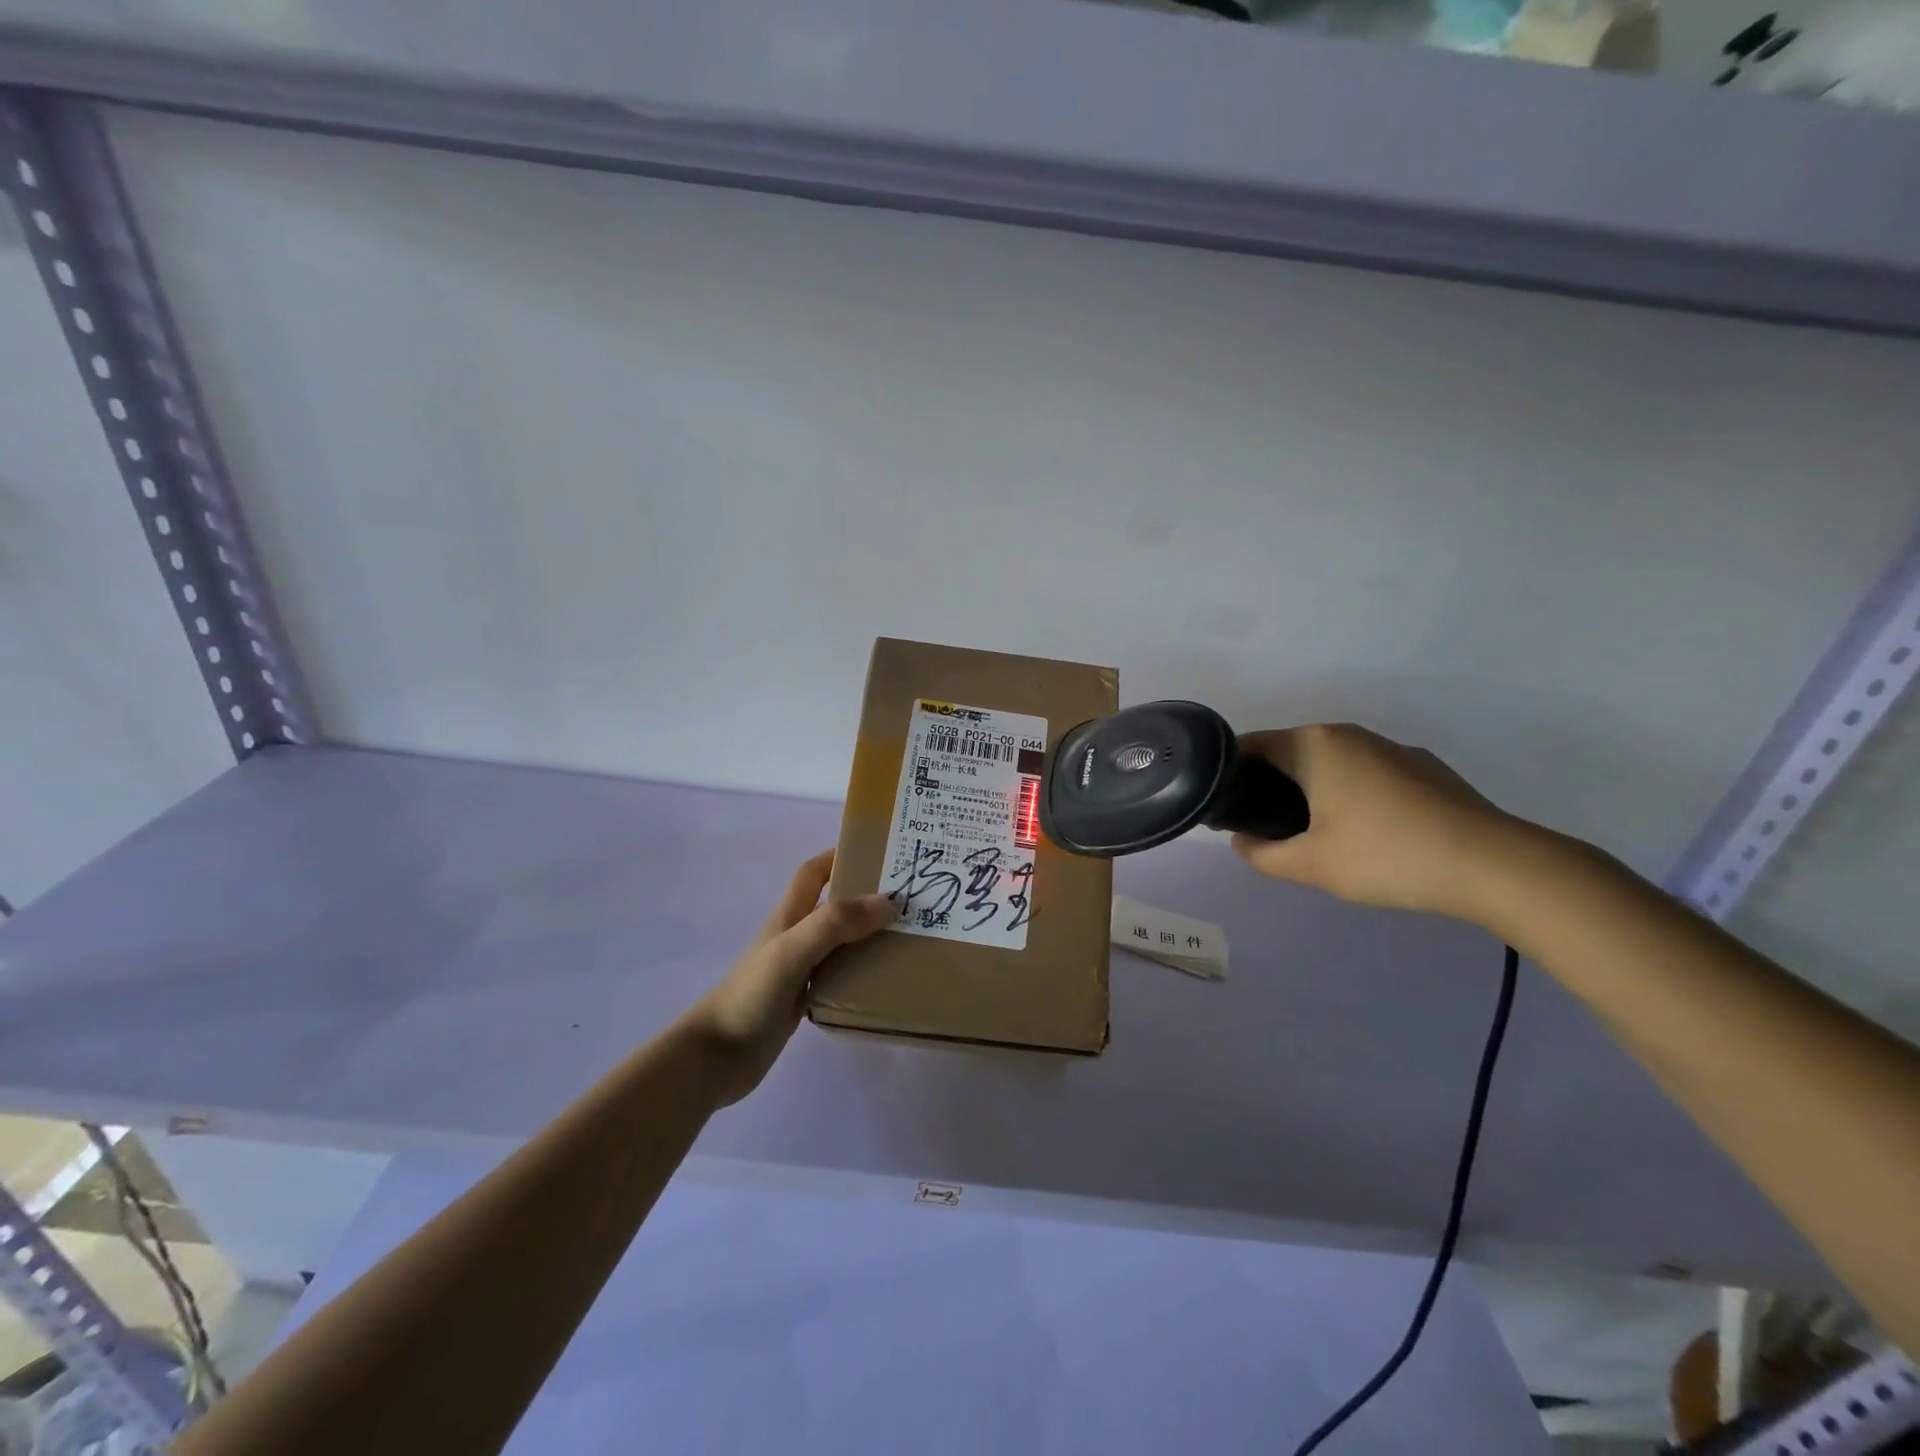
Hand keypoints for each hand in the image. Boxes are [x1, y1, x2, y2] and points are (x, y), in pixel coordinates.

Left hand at [682, 850, 896, 1105]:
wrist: (715, 1058)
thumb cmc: (751, 995)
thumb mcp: (792, 950)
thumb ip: (835, 923)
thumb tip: (888, 901)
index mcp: (789, 917)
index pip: (814, 873)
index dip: (840, 855)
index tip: (878, 852)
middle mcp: (795, 937)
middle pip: (834, 906)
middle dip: (867, 897)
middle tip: (909, 899)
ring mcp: (799, 970)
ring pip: (841, 943)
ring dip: (869, 937)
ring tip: (908, 938)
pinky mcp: (803, 1001)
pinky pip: (840, 977)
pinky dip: (862, 973)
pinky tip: (885, 981)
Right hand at [1231, 724, 1528, 925]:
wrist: (1493, 865)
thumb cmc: (1386, 856)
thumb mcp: (1310, 865)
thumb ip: (1261, 854)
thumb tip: (1241, 841)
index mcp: (1315, 745)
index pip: (1250, 746)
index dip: (1229, 775)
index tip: (1221, 808)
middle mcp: (1349, 734)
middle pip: (1290, 752)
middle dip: (1268, 785)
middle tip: (1260, 828)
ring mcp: (1390, 748)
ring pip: (1330, 763)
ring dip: (1310, 790)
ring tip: (1310, 834)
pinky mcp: (1422, 768)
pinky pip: (1365, 773)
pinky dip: (1348, 794)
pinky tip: (1363, 834)